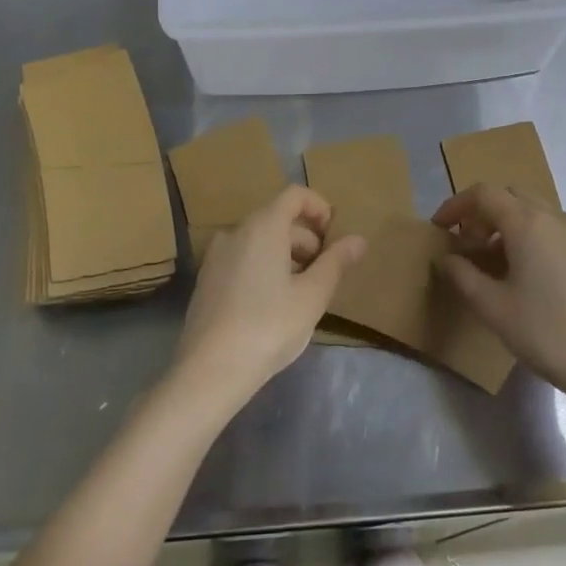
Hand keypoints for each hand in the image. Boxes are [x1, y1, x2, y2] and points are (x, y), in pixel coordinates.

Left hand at [173, 186, 365, 409]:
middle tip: (324, 273)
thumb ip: (336, 262)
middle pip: (278, 218)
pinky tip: (272, 305)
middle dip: (306, 238)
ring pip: (259, 240)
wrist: (209, 371)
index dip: (319, 207)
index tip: (334, 237)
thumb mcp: (312, 296)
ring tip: (301, 292)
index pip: (294, 195)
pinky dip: (263, 267)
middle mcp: (236, 231)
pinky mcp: (206, 279)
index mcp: (263, 226)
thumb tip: (358, 239)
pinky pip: (242, 258)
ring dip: (286, 255)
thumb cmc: (269, 327)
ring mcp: (216, 255)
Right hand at [433, 184, 565, 408]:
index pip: (484, 193)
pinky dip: (538, 242)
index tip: (440, 228)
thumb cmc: (549, 334)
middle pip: (512, 196)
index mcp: (528, 223)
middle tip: (471, 246)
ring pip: (539, 214)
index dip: (456, 205)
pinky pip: (560, 235)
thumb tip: (447, 258)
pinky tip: (537, 282)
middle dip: (485, 213)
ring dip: (512, 227)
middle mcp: (557, 218)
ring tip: (501, 266)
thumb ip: (464, 277)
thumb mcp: (494, 309)